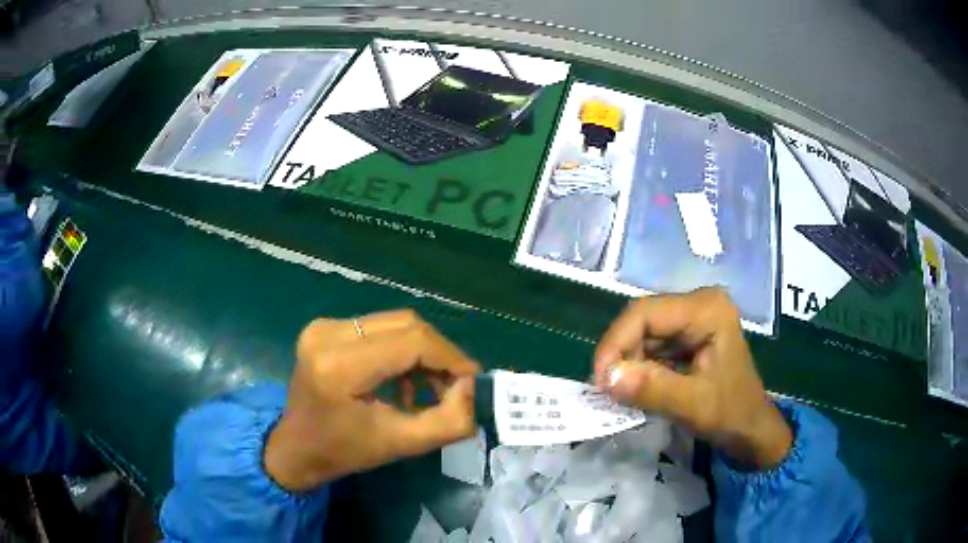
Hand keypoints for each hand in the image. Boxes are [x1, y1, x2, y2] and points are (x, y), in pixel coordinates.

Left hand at [264, 310, 480, 490]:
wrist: (296, 447)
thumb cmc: (344, 451)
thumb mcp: (401, 445)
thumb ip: (448, 421)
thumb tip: (470, 387)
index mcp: (339, 366)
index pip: (412, 341)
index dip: (450, 356)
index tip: (471, 379)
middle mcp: (328, 334)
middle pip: (406, 324)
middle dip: (438, 353)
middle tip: (452, 386)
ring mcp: (323, 326)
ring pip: (394, 323)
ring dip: (420, 352)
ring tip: (426, 387)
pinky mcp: (324, 327)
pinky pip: (378, 327)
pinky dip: (400, 349)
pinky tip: (401, 379)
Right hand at [593, 288, 791, 469]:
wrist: (750, 427)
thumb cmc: (730, 413)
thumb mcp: (692, 405)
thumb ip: (652, 389)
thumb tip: (605, 378)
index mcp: (707, 310)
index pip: (646, 313)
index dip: (616, 342)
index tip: (600, 378)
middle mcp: (699, 304)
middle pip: (642, 319)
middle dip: (621, 353)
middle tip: (607, 388)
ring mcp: (693, 317)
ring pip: (642, 332)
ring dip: (627, 361)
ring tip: (621, 391)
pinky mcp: (687, 333)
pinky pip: (651, 343)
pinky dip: (638, 365)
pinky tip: (636, 386)